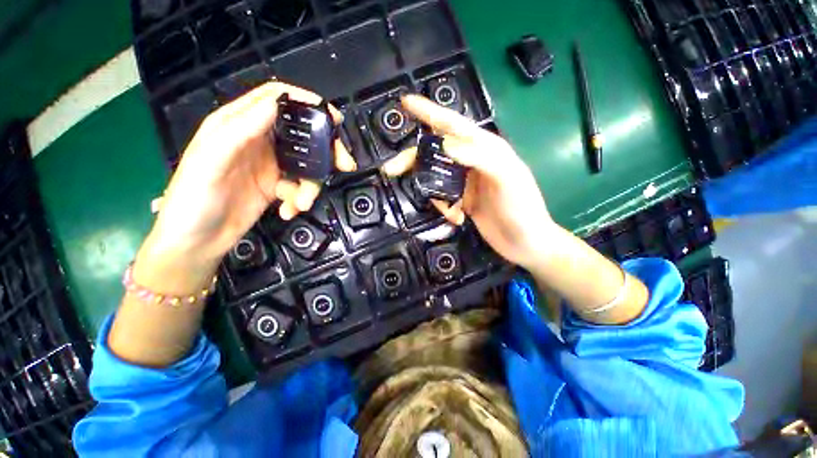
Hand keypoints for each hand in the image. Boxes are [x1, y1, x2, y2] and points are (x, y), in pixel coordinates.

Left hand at [142, 82, 355, 275]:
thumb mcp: (212, 159)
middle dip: (325, 150)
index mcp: (238, 125)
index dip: (305, 102)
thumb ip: (241, 129)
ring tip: (302, 203)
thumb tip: (276, 103)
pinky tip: (289, 210)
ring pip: (306, 165)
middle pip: (301, 134)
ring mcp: (270, 165)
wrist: (197, 241)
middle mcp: (258, 141)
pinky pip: (299, 187)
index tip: (331, 116)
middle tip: (343, 164)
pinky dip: (300, 199)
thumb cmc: (194, 198)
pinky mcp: (276, 187)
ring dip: (310, 185)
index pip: (276, 100)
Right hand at [383, 95, 554, 269]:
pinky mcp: (462, 198)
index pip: (453, 124)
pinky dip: (444, 207)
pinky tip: (457, 218)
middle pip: (435, 151)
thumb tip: (445, 143)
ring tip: (451, 211)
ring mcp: (466, 181)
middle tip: (391, 170)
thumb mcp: (507, 179)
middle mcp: (473, 160)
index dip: (429, 112)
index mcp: (485, 148)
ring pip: (435, 176)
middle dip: (414, 160)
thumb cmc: (522, 209)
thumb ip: (479, 157)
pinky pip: (441, 196)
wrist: (525, 243)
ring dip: (434, 193)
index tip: (405, 102)